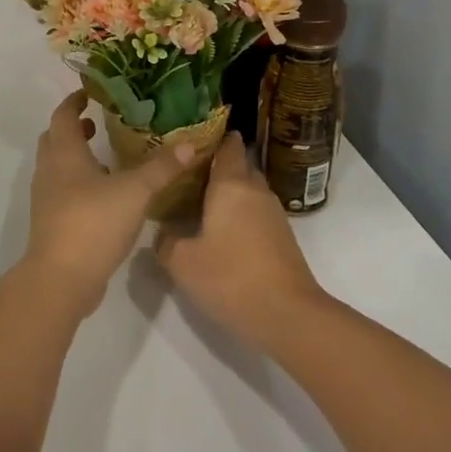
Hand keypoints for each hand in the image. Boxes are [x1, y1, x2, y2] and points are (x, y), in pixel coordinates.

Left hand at [25, 90, 193, 316]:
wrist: (61, 278)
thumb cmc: (94, 222)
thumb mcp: (135, 191)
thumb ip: (161, 168)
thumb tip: (190, 144)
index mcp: (65, 153)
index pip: (63, 115)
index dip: (74, 102)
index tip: (90, 94)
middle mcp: (50, 170)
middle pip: (54, 138)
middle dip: (74, 128)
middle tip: (98, 123)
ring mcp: (46, 198)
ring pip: (57, 166)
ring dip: (76, 156)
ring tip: (106, 157)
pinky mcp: (51, 222)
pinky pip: (62, 190)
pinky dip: (78, 182)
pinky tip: (104, 194)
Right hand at [154, 133, 326, 351]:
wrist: (287, 314)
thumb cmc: (230, 277)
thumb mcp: (182, 262)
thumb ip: (166, 241)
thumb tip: (163, 232)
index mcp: (231, 184)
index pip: (227, 146)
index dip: (213, 137)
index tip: (193, 137)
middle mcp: (255, 190)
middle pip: (238, 166)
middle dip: (217, 166)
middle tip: (187, 174)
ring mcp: (273, 214)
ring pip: (248, 191)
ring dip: (229, 193)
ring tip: (200, 202)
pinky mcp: (282, 237)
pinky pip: (255, 212)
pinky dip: (239, 213)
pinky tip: (221, 230)